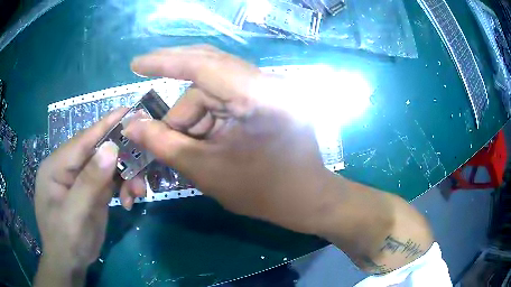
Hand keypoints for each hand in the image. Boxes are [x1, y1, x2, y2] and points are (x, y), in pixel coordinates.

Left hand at [34, 108, 145, 285]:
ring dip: (127, 176)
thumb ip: (89, 181)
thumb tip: (111, 148)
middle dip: (122, 157)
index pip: (82, 140)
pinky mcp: (93, 191)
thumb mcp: (75, 214)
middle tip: (145, 162)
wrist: (70, 264)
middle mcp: (69, 167)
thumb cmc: (65, 240)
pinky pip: (112, 180)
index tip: (128, 110)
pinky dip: (124, 187)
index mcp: (56, 165)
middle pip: (99, 151)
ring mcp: (81, 179)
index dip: (105, 124)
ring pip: (109, 166)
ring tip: (138, 193)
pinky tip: (130, 200)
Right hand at [124, 45, 336, 233]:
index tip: (135, 64)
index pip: (202, 64)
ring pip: (213, 89)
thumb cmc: (261, 191)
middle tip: (154, 113)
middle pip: (207, 73)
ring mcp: (268, 90)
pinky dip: (207, 116)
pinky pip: (226, 98)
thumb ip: (164, 144)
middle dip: (177, 99)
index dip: (164, 61)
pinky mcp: (265, 99)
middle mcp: (265, 83)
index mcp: (257, 96)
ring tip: (186, 146)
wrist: (304, 198)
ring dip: (193, 116)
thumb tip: (131, 124)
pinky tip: (202, 139)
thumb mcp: (205, 170)